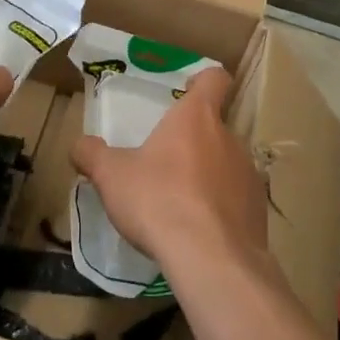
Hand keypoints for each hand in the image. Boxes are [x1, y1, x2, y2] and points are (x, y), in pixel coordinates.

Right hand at [71, 68, 267, 275]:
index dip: (202, 80)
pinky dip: (221, 208)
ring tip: (180, 202)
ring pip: (227, 163)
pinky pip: (238, 199)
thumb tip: (80, 145)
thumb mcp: (111, 176)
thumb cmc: (159, 200)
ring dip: (208, 174)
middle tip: (166, 162)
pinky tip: (200, 231)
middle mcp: (229, 138)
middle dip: (193, 140)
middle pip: (216, 126)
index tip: (186, 91)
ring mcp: (249, 175)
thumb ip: (92, 154)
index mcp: (196, 117)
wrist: (212, 260)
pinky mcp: (259, 211)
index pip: (214, 79)